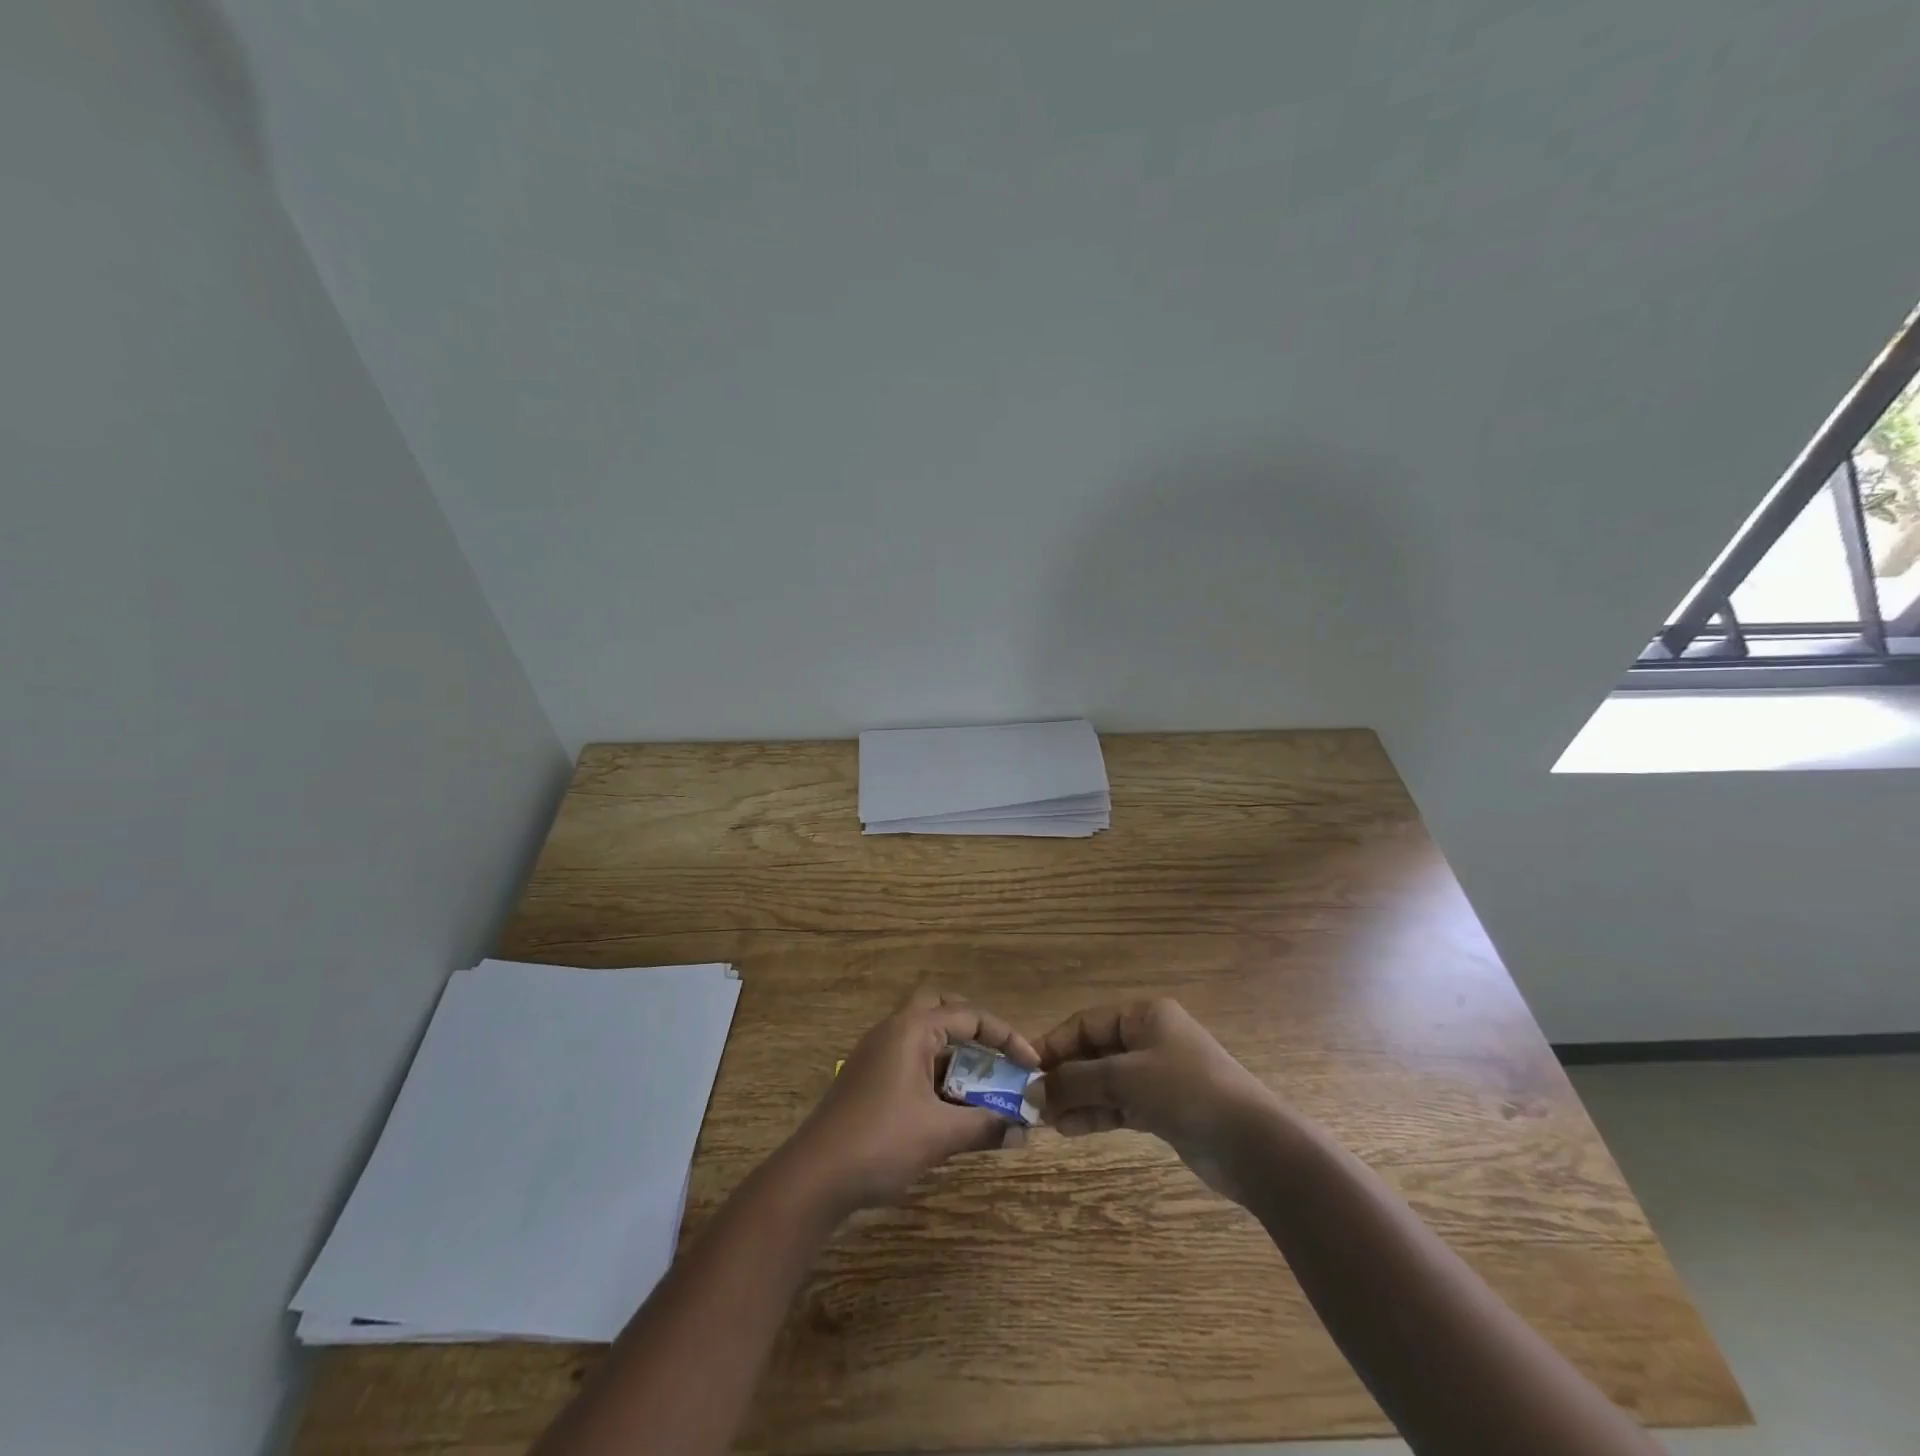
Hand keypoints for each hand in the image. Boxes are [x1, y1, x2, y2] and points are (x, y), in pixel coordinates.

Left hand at [788, 987, 1038, 1213]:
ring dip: (956, 1056)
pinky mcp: (868, 1079)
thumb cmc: (880, 1143)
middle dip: (975, 1029)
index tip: (1032, 1065)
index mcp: (911, 1029)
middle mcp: (893, 1030)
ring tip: (983, 1089)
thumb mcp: (939, 1135)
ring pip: (925, 1037)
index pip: (969, 1016)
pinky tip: (951, 1109)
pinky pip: (912, 1061)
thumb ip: (985, 1126)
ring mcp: (876, 1054)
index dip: (1006, 1037)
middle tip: (999, 1057)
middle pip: (941, 1008)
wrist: (812, 1178)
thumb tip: (1024, 1130)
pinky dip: (937, 1075)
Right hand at [1038, 997, 1279, 1199]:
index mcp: (1144, 1016)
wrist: (1252, 1145)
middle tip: (1033, 1101)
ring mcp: (1158, 1075)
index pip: (1086, 1023)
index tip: (1025, 1069)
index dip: (1055, 1044)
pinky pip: (1119, 1105)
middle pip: (1094, 1052)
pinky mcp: (1163, 1108)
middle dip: (1064, 1076)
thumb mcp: (1126, 1078)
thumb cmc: (1187, 1092)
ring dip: (1077, 1098)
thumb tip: (1032, 1090)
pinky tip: (1070, 1128)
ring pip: (1105, 1082)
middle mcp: (1149, 1039)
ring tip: (1047, 1121)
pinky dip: (1096, 1114)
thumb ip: (1077, 1081)